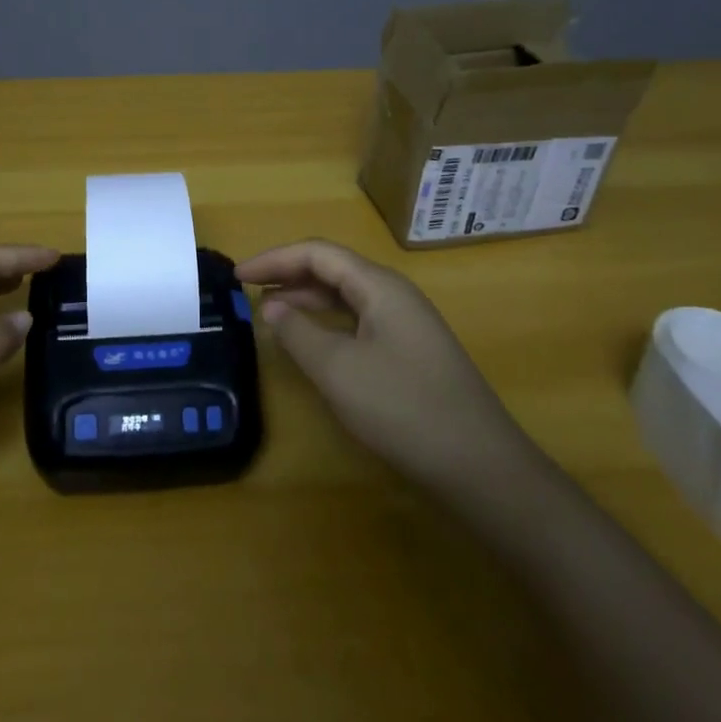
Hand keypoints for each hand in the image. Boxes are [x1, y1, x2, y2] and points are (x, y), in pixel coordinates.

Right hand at [238, 239, 537, 504]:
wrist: (483, 468)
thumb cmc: (404, 409)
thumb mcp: (339, 370)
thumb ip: (298, 333)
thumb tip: (272, 307)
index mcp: (379, 285)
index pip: (317, 253)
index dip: (274, 259)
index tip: (237, 276)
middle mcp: (394, 294)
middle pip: (332, 269)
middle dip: (288, 275)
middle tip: (248, 292)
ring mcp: (406, 324)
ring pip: (345, 296)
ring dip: (306, 299)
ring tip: (270, 313)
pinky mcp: (410, 352)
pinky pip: (358, 321)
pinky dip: (326, 323)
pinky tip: (311, 342)